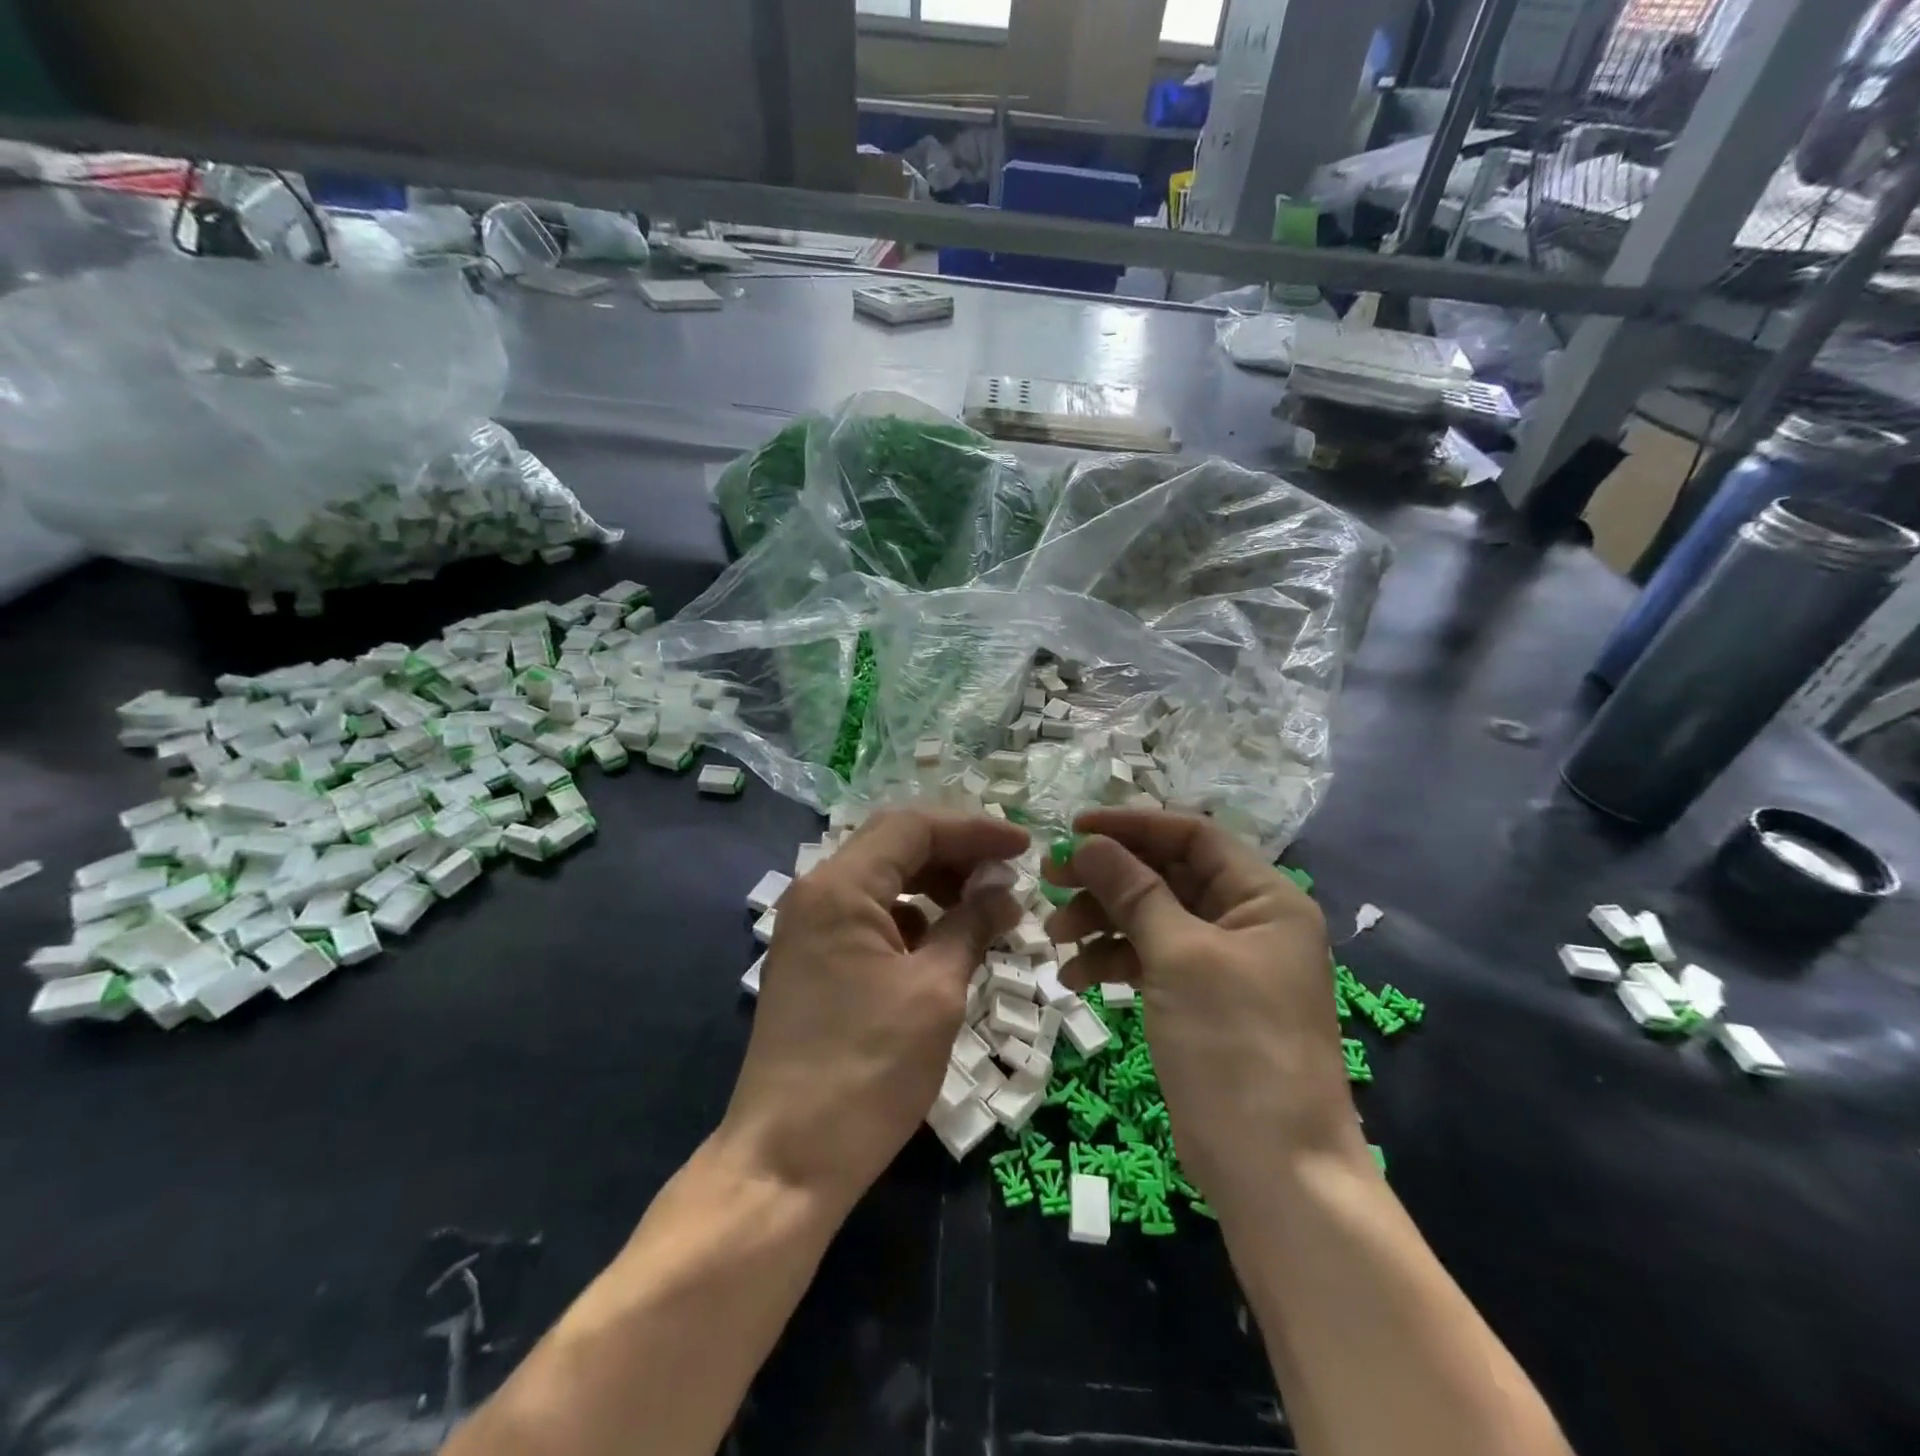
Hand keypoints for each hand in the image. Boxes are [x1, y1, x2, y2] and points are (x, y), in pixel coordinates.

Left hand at [715, 809, 1027, 1211]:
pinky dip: (913, 919)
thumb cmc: (868, 1070)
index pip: (913, 828)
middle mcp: (817, 894)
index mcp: (840, 887)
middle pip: (895, 847)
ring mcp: (809, 929)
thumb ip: (971, 925)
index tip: (1023, 847)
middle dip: (956, 854)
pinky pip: (870, 918)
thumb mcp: (935, 992)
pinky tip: (946, 943)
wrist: (787, 1161)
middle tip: (1007, 875)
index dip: (974, 830)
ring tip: (985, 908)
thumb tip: (1004, 890)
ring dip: (936, 886)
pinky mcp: (813, 962)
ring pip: (883, 882)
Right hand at [1042, 810, 1362, 1206]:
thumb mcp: (1179, 957)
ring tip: (1055, 934)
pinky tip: (1074, 975)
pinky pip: (1151, 960)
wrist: (1274, 1171)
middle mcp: (1247, 922)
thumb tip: (1088, 842)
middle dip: (1109, 877)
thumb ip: (1133, 891)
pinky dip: (1113, 961)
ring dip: (1103, 920)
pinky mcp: (1200, 1000)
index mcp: (1264, 899)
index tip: (1074, 827)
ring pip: (1152, 917)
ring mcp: (1223, 964)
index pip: (1193, 836)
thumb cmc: (1235, 1046)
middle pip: (1167, 875)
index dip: (1133, 825)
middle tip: (1050, 879)